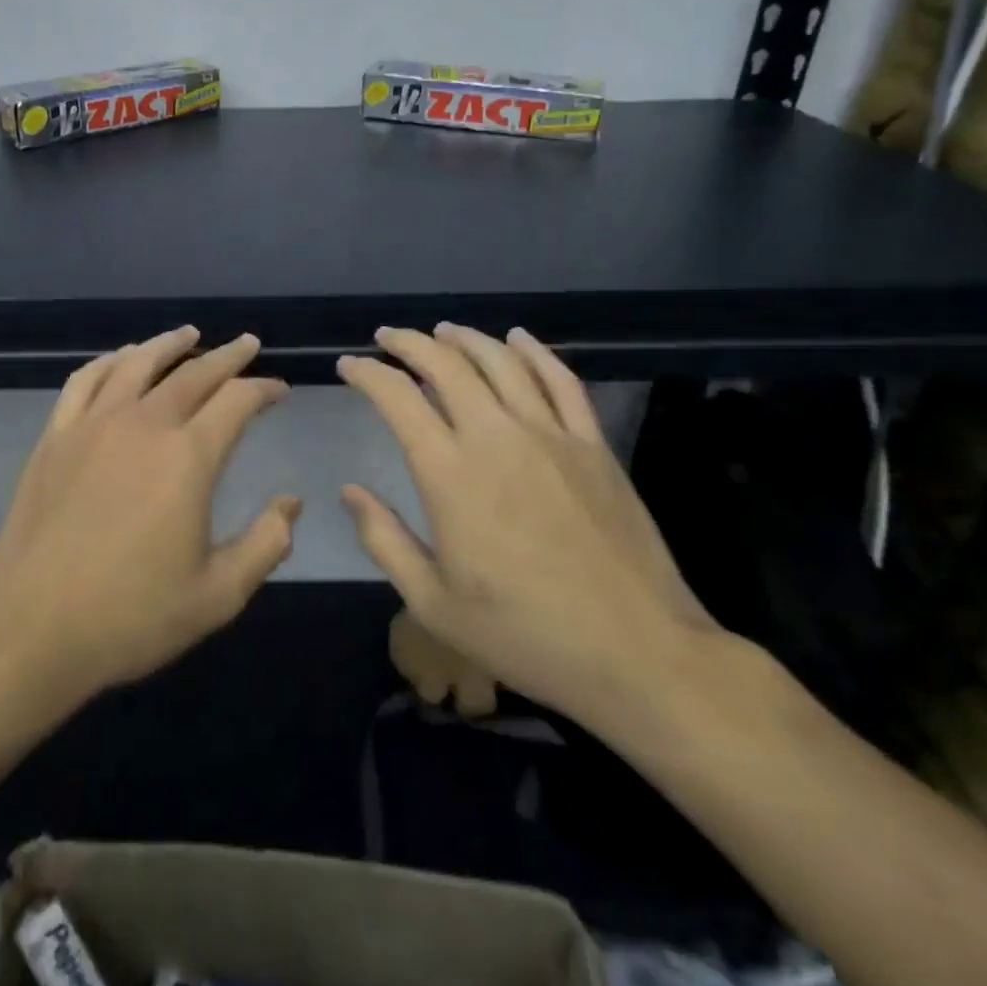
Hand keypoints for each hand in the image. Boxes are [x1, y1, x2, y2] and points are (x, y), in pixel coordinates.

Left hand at [0, 326, 300, 707]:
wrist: (31, 631)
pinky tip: (121, 359)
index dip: (263, 389)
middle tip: (247, 344)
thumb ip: (266, 544)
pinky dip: (110, 360)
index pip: (237, 401)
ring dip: (168, 344)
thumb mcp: (217, 594)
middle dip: (227, 356)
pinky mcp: (55, 437)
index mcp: (188, 458)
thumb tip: (292, 503)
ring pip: (137, 364)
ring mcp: (93, 426)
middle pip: (193, 372)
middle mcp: (143, 425)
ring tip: (189, 334)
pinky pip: (85, 380)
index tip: (278, 390)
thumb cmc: (131, 617)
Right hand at [338, 324, 718, 733]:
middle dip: (409, 343)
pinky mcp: (593, 444)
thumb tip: (349, 491)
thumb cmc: (525, 634)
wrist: (638, 654)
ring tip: (442, 331)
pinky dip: (535, 351)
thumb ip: (384, 540)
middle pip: (446, 365)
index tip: (349, 366)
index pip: (398, 398)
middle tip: (388, 337)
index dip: (368, 374)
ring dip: (465, 338)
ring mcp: (551, 435)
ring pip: (501, 361)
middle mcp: (496, 437)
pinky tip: (518, 338)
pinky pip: (561, 380)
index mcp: (450, 474)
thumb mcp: (433, 603)